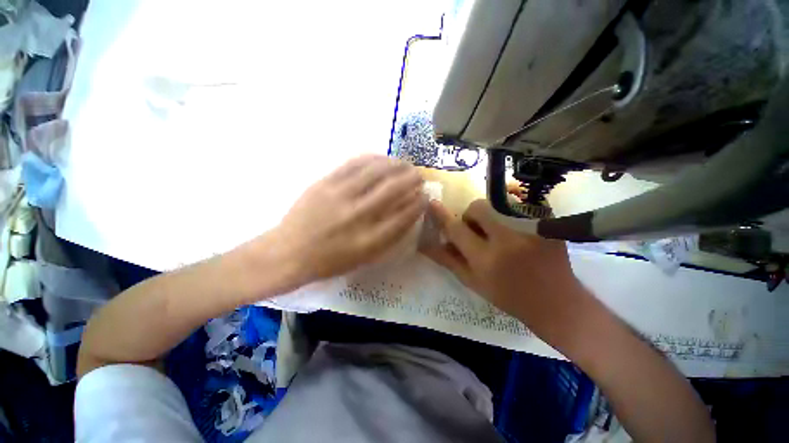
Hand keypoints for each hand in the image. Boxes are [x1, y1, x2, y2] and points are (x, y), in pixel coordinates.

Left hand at [270, 154, 425, 283]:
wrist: (289, 253)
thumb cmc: (330, 261)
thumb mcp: (364, 258)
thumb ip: (389, 237)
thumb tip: (408, 213)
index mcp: (369, 240)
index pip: (403, 216)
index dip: (418, 204)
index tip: (425, 196)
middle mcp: (357, 216)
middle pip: (393, 189)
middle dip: (412, 179)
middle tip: (419, 176)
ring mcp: (339, 196)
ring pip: (375, 172)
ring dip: (395, 165)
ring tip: (405, 164)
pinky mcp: (325, 182)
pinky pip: (354, 164)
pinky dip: (372, 158)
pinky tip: (382, 158)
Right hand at [421, 199, 584, 328]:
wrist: (556, 302)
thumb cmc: (508, 296)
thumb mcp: (473, 282)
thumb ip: (448, 260)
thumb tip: (425, 244)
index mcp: (486, 259)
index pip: (457, 229)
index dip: (442, 215)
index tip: (432, 203)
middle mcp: (507, 240)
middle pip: (478, 207)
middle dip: (471, 215)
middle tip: (477, 229)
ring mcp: (531, 228)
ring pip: (498, 203)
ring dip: (490, 213)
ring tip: (498, 230)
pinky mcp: (547, 222)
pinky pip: (520, 203)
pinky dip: (510, 210)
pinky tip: (516, 227)